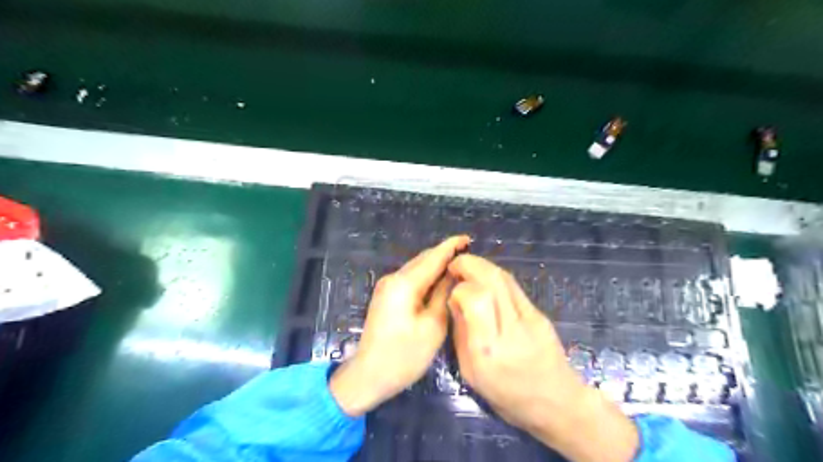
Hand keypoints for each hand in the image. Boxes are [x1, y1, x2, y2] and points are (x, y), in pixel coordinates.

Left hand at [328, 236, 468, 415]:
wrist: (368, 375)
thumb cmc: (404, 356)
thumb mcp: (433, 326)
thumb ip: (444, 295)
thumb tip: (453, 274)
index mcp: (404, 283)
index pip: (433, 257)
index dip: (451, 247)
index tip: (468, 238)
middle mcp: (393, 278)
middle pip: (423, 260)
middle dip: (445, 254)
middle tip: (468, 254)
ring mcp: (387, 286)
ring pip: (417, 268)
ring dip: (436, 265)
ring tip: (458, 266)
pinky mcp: (386, 296)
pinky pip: (410, 279)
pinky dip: (427, 276)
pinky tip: (439, 281)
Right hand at [447, 254, 637, 460]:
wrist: (556, 403)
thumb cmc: (507, 396)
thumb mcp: (470, 372)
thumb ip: (461, 332)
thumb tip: (454, 300)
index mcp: (489, 350)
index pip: (475, 298)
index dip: (459, 287)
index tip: (451, 291)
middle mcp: (511, 329)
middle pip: (492, 280)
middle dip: (469, 264)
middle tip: (454, 264)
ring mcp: (530, 319)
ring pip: (504, 278)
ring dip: (482, 266)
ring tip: (467, 268)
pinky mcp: (540, 314)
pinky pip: (513, 287)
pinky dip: (495, 276)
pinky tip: (485, 280)